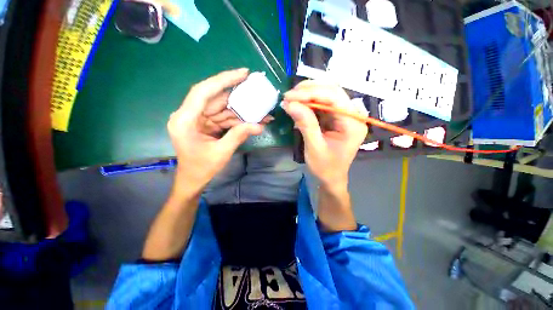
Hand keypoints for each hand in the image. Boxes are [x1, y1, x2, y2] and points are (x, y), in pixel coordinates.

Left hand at [167, 68, 263, 194]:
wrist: (193, 179)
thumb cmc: (201, 168)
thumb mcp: (222, 152)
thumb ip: (239, 136)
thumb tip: (259, 126)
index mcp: (185, 120)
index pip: (204, 91)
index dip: (224, 80)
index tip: (243, 73)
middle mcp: (190, 115)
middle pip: (216, 98)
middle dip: (238, 96)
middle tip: (256, 90)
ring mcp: (199, 119)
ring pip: (222, 108)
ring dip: (241, 111)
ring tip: (260, 111)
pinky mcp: (206, 124)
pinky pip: (224, 118)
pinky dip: (237, 119)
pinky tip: (252, 120)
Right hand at [281, 81, 367, 187]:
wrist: (331, 178)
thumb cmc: (325, 168)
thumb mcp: (314, 148)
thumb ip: (305, 124)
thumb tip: (290, 104)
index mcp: (353, 123)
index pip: (334, 97)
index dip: (311, 93)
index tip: (290, 96)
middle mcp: (352, 115)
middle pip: (331, 91)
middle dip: (308, 91)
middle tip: (288, 96)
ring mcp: (344, 115)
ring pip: (326, 95)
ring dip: (307, 95)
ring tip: (290, 100)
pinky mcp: (335, 118)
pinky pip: (322, 105)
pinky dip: (308, 103)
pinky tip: (297, 106)